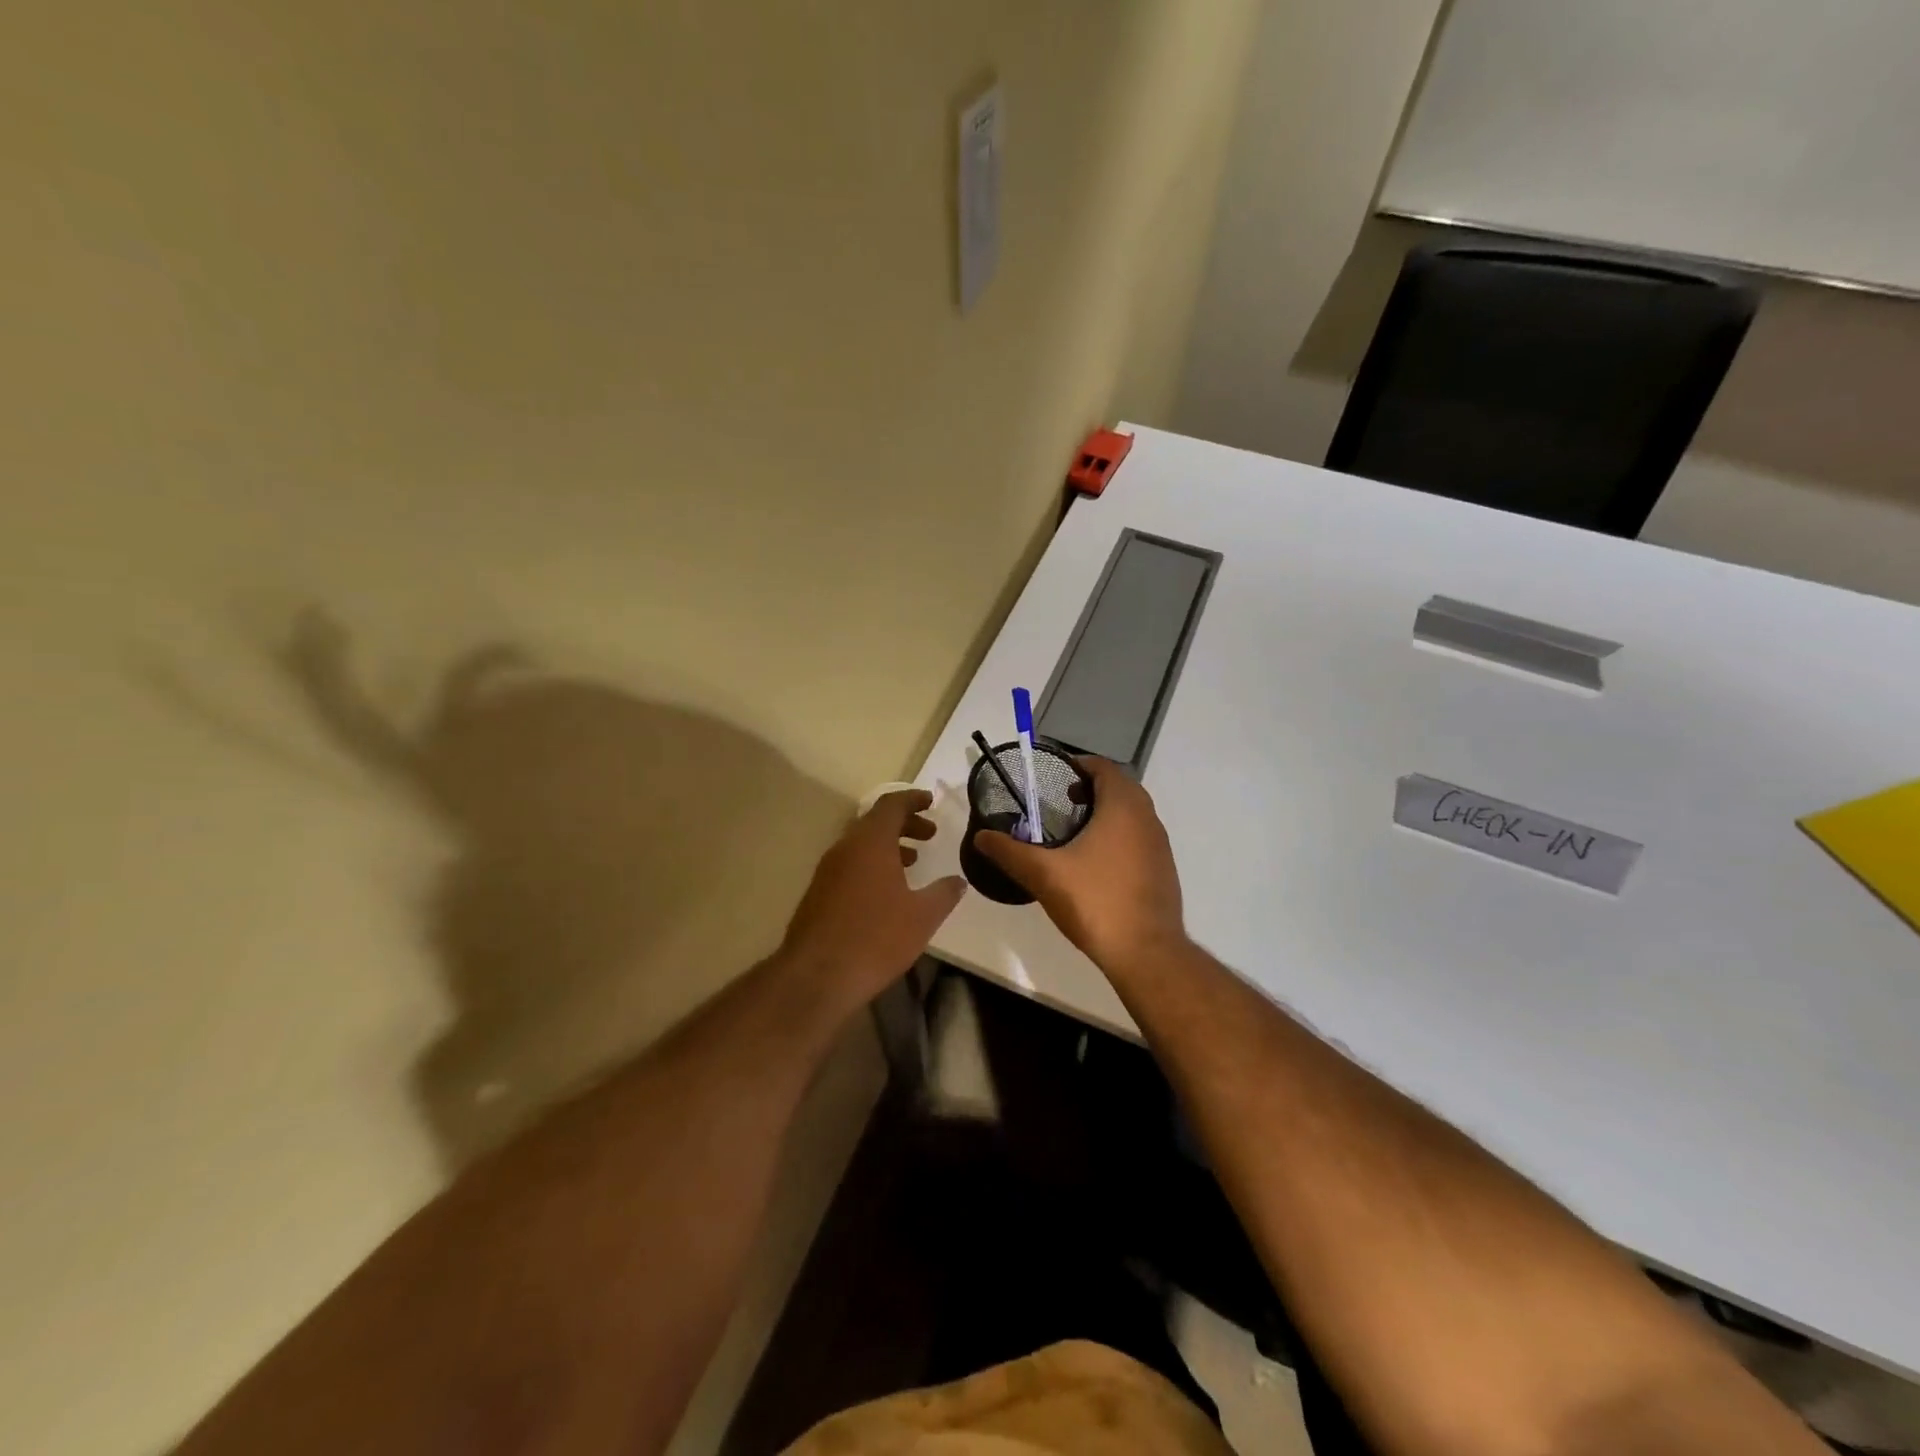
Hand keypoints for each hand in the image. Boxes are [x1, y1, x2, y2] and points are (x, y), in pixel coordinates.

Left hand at [780, 790, 965, 1007]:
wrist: (817, 976)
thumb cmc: (876, 938)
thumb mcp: (922, 916)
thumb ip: (943, 893)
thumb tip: (958, 881)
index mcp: (870, 842)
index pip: (891, 804)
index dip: (913, 799)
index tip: (931, 802)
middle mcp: (845, 848)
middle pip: (875, 822)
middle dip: (904, 823)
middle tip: (930, 834)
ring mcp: (827, 871)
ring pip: (860, 844)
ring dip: (888, 845)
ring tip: (913, 861)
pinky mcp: (818, 893)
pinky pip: (849, 864)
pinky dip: (871, 864)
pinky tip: (887, 891)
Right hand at [976, 757, 1187, 974]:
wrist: (1146, 952)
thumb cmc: (1095, 901)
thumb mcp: (1043, 874)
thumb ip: (1009, 852)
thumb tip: (981, 836)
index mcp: (1123, 806)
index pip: (1104, 767)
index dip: (1079, 765)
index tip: (1055, 777)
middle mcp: (1147, 817)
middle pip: (1120, 787)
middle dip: (1091, 788)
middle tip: (1060, 802)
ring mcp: (1159, 844)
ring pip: (1132, 813)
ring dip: (1106, 812)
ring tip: (1074, 832)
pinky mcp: (1163, 869)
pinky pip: (1139, 837)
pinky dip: (1118, 835)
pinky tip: (1095, 863)